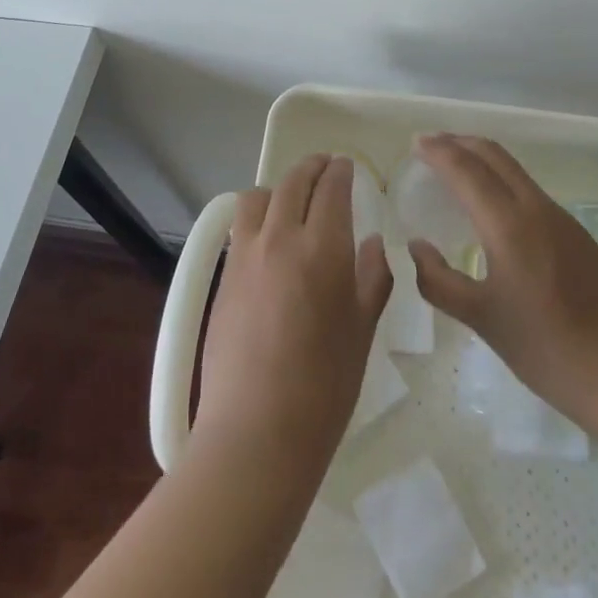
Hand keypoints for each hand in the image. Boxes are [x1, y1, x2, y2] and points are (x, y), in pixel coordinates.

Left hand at [194, 154, 393, 479]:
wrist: (258, 431)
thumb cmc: (325, 385)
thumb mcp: (363, 330)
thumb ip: (373, 277)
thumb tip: (372, 242)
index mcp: (323, 247)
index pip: (331, 187)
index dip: (341, 171)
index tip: (347, 166)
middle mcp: (281, 238)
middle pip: (293, 181)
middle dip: (312, 167)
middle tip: (325, 167)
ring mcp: (246, 255)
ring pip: (258, 196)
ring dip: (279, 188)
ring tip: (292, 200)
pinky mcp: (224, 276)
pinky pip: (241, 227)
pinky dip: (258, 215)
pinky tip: (269, 237)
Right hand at [407, 134, 597, 430]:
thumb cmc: (548, 350)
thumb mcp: (482, 320)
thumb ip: (439, 281)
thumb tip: (416, 245)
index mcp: (510, 224)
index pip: (466, 169)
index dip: (438, 151)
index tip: (414, 143)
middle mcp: (536, 208)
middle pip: (494, 155)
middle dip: (459, 142)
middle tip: (429, 145)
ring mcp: (561, 219)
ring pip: (514, 170)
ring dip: (481, 158)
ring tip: (454, 168)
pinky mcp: (576, 233)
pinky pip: (528, 189)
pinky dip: (500, 179)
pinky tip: (491, 205)